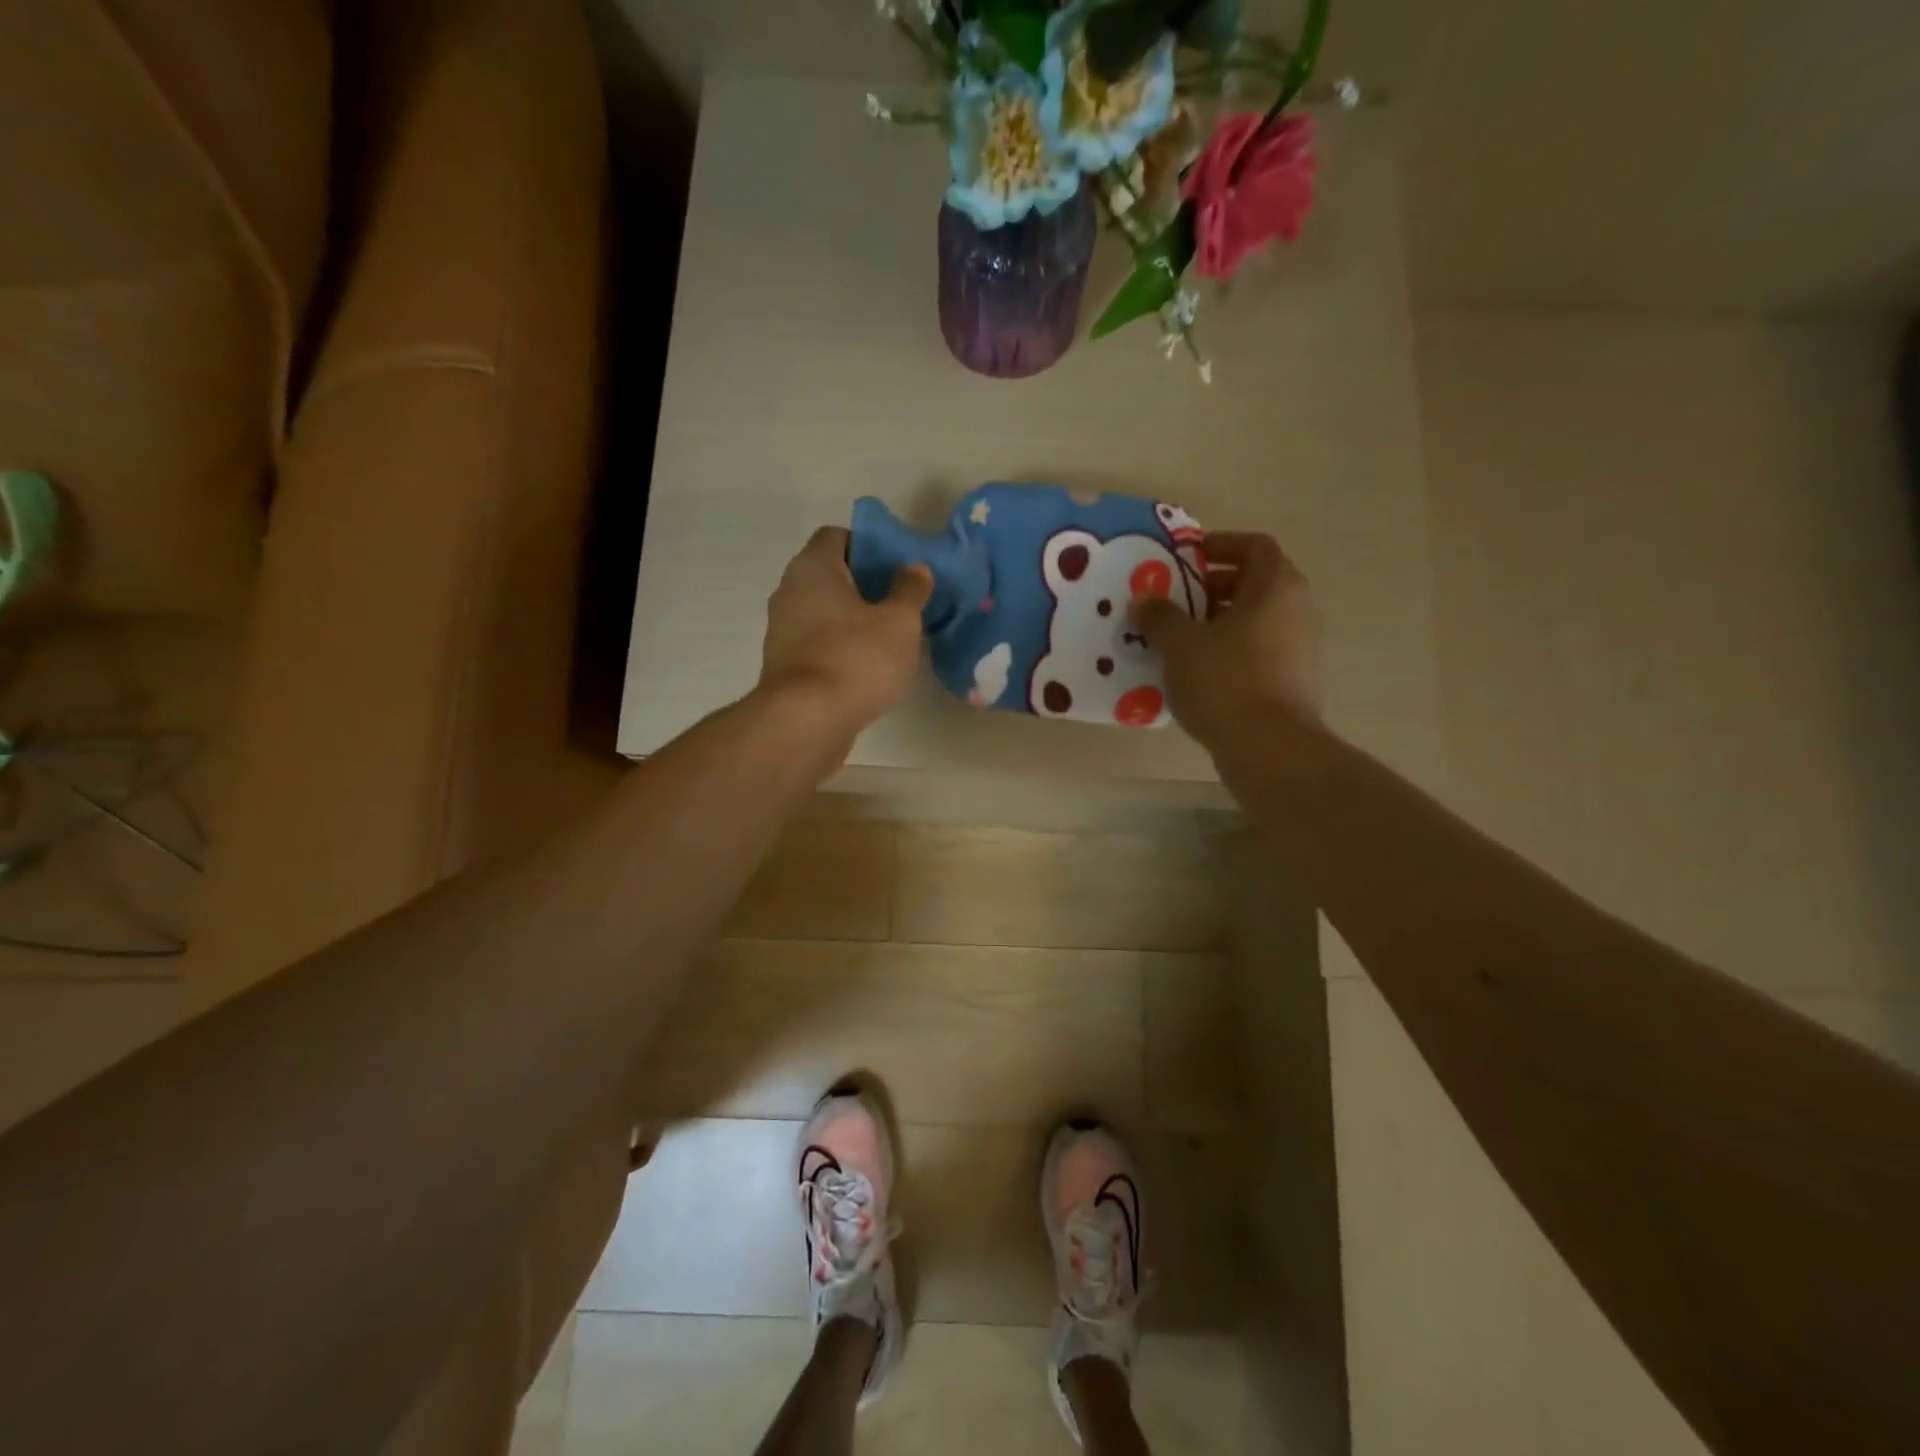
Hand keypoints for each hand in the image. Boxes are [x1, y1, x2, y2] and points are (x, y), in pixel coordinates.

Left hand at [758, 526, 933, 735]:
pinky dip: (841, 647)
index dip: (868, 545)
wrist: (807, 722)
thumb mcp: (899, 622)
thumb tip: (915, 568)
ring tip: (890, 636)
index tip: (897, 566)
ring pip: (823, 612)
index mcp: (812, 568)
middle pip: (830, 575)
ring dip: (853, 619)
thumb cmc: (856, 658)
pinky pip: (818, 643)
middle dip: (864, 584)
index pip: (836, 536)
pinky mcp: (785, 667)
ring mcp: (782, 631)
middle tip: (901, 600)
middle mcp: (789, 592)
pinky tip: (869, 666)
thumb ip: (909, 590)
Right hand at [1135, 531, 1322, 748]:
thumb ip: (1160, 616)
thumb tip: (1145, 601)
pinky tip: (1198, 672)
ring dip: (1219, 622)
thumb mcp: (1180, 645)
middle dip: (1212, 588)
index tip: (1186, 559)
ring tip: (1180, 639)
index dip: (1220, 545)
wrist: (1270, 748)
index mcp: (1276, 587)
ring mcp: (1301, 647)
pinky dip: (1230, 651)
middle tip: (1175, 601)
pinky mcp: (1295, 680)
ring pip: (1256, 620)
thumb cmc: (1225, 682)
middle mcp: (1297, 609)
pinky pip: (1259, 651)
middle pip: (1255, 583)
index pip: (1254, 546)